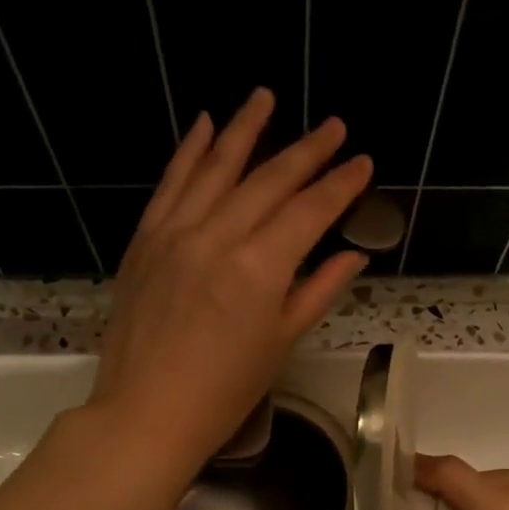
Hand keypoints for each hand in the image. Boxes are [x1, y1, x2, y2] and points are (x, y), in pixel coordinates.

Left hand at [90, 89, 370, 471]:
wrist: (147, 412)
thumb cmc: (224, 391)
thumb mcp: (280, 343)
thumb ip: (317, 291)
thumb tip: (352, 254)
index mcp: (260, 268)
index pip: (309, 211)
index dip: (340, 184)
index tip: (363, 162)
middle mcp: (218, 236)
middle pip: (269, 180)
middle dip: (306, 150)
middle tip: (333, 126)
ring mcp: (176, 233)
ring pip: (216, 167)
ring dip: (245, 129)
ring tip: (266, 96)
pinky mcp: (145, 240)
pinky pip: (171, 184)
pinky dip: (189, 151)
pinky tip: (205, 125)